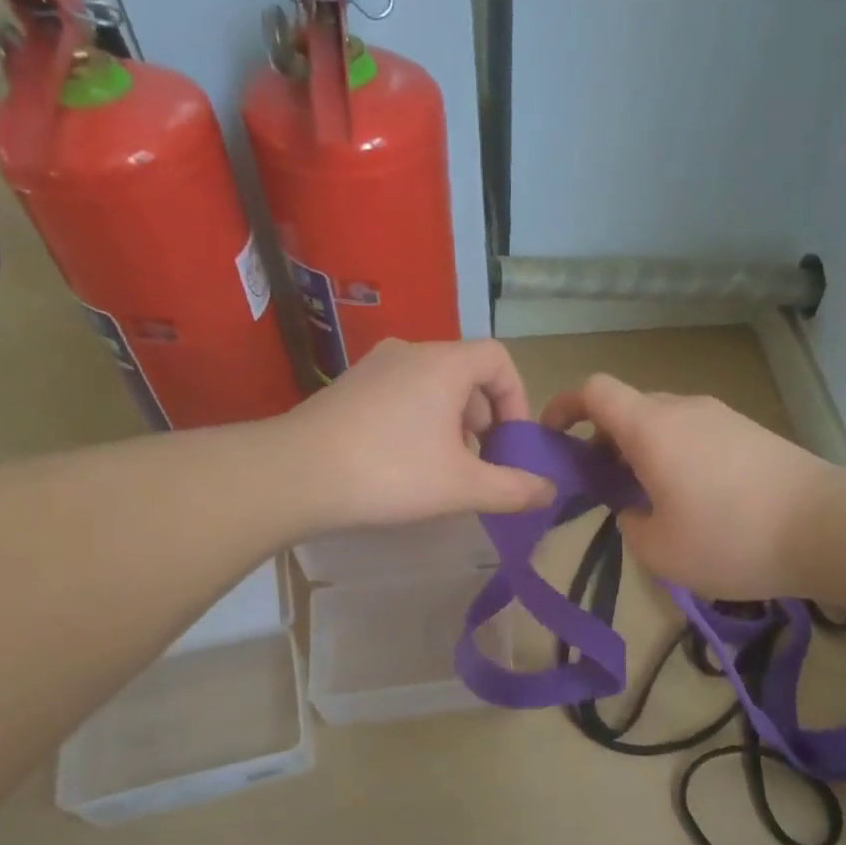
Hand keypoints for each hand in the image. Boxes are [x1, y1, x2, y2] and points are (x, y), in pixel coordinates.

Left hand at [286, 338, 554, 529]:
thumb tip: (550, 492)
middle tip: (481, 463)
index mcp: (444, 363)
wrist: (294, 475)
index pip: (499, 359)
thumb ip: (513, 488)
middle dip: (484, 419)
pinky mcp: (347, 389)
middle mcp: (410, 352)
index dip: (517, 398)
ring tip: (445, 470)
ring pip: (432, 387)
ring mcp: (373, 367)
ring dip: (452, 424)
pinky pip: (401, 396)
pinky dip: (419, 423)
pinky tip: (405, 466)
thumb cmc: (390, 472)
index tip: (512, 442)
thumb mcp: (462, 486)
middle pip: (466, 374)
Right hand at [541, 374, 836, 599]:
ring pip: (665, 423)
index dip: (564, 406)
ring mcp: (722, 416)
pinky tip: (697, 502)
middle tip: (604, 489)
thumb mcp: (659, 550)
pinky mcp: (752, 432)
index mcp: (650, 427)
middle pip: (629, 409)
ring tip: (652, 502)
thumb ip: (629, 524)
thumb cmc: (730, 538)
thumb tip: (636, 508)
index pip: (594, 390)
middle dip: (604, 442)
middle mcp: (683, 409)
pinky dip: (678, 457)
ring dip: (644, 452)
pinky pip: (697, 435)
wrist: (828, 528)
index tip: (553, 438)